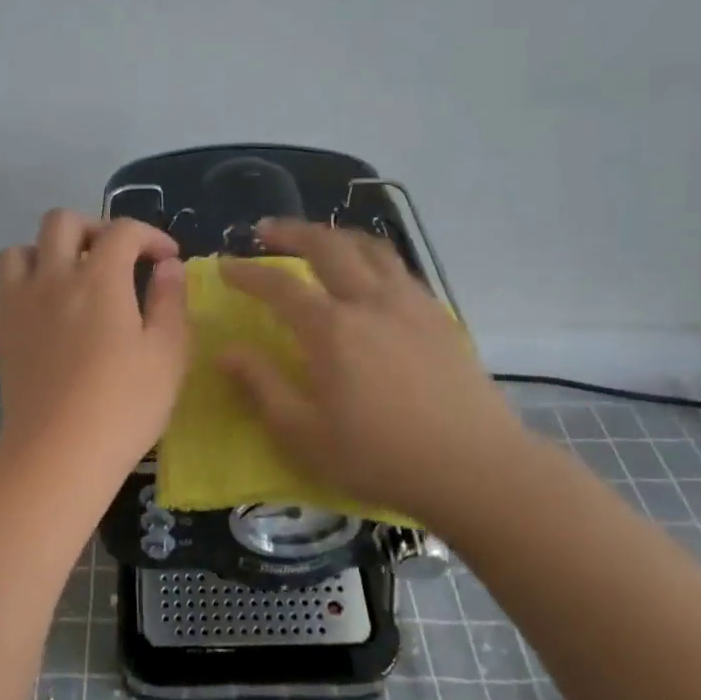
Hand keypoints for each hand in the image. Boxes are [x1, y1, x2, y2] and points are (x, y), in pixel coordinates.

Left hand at [0, 211, 189, 481]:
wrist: (59, 453)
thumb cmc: (124, 405)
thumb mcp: (167, 354)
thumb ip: (170, 301)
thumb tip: (169, 267)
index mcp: (99, 279)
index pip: (122, 231)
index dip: (150, 236)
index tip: (167, 259)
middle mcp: (54, 278)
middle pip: (62, 221)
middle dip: (94, 228)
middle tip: (116, 257)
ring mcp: (20, 303)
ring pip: (21, 249)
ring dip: (49, 251)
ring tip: (72, 276)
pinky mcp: (1, 331)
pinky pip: (5, 287)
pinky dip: (25, 284)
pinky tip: (45, 310)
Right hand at [217, 219, 530, 519]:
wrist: (475, 469)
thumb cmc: (380, 457)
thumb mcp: (304, 433)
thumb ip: (262, 386)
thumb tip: (227, 352)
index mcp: (331, 329)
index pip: (278, 286)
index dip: (247, 272)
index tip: (225, 265)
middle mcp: (370, 301)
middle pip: (327, 246)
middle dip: (291, 231)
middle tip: (267, 230)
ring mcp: (411, 304)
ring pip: (370, 248)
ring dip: (336, 235)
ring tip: (319, 239)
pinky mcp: (440, 317)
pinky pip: (400, 270)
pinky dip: (373, 258)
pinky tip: (370, 276)